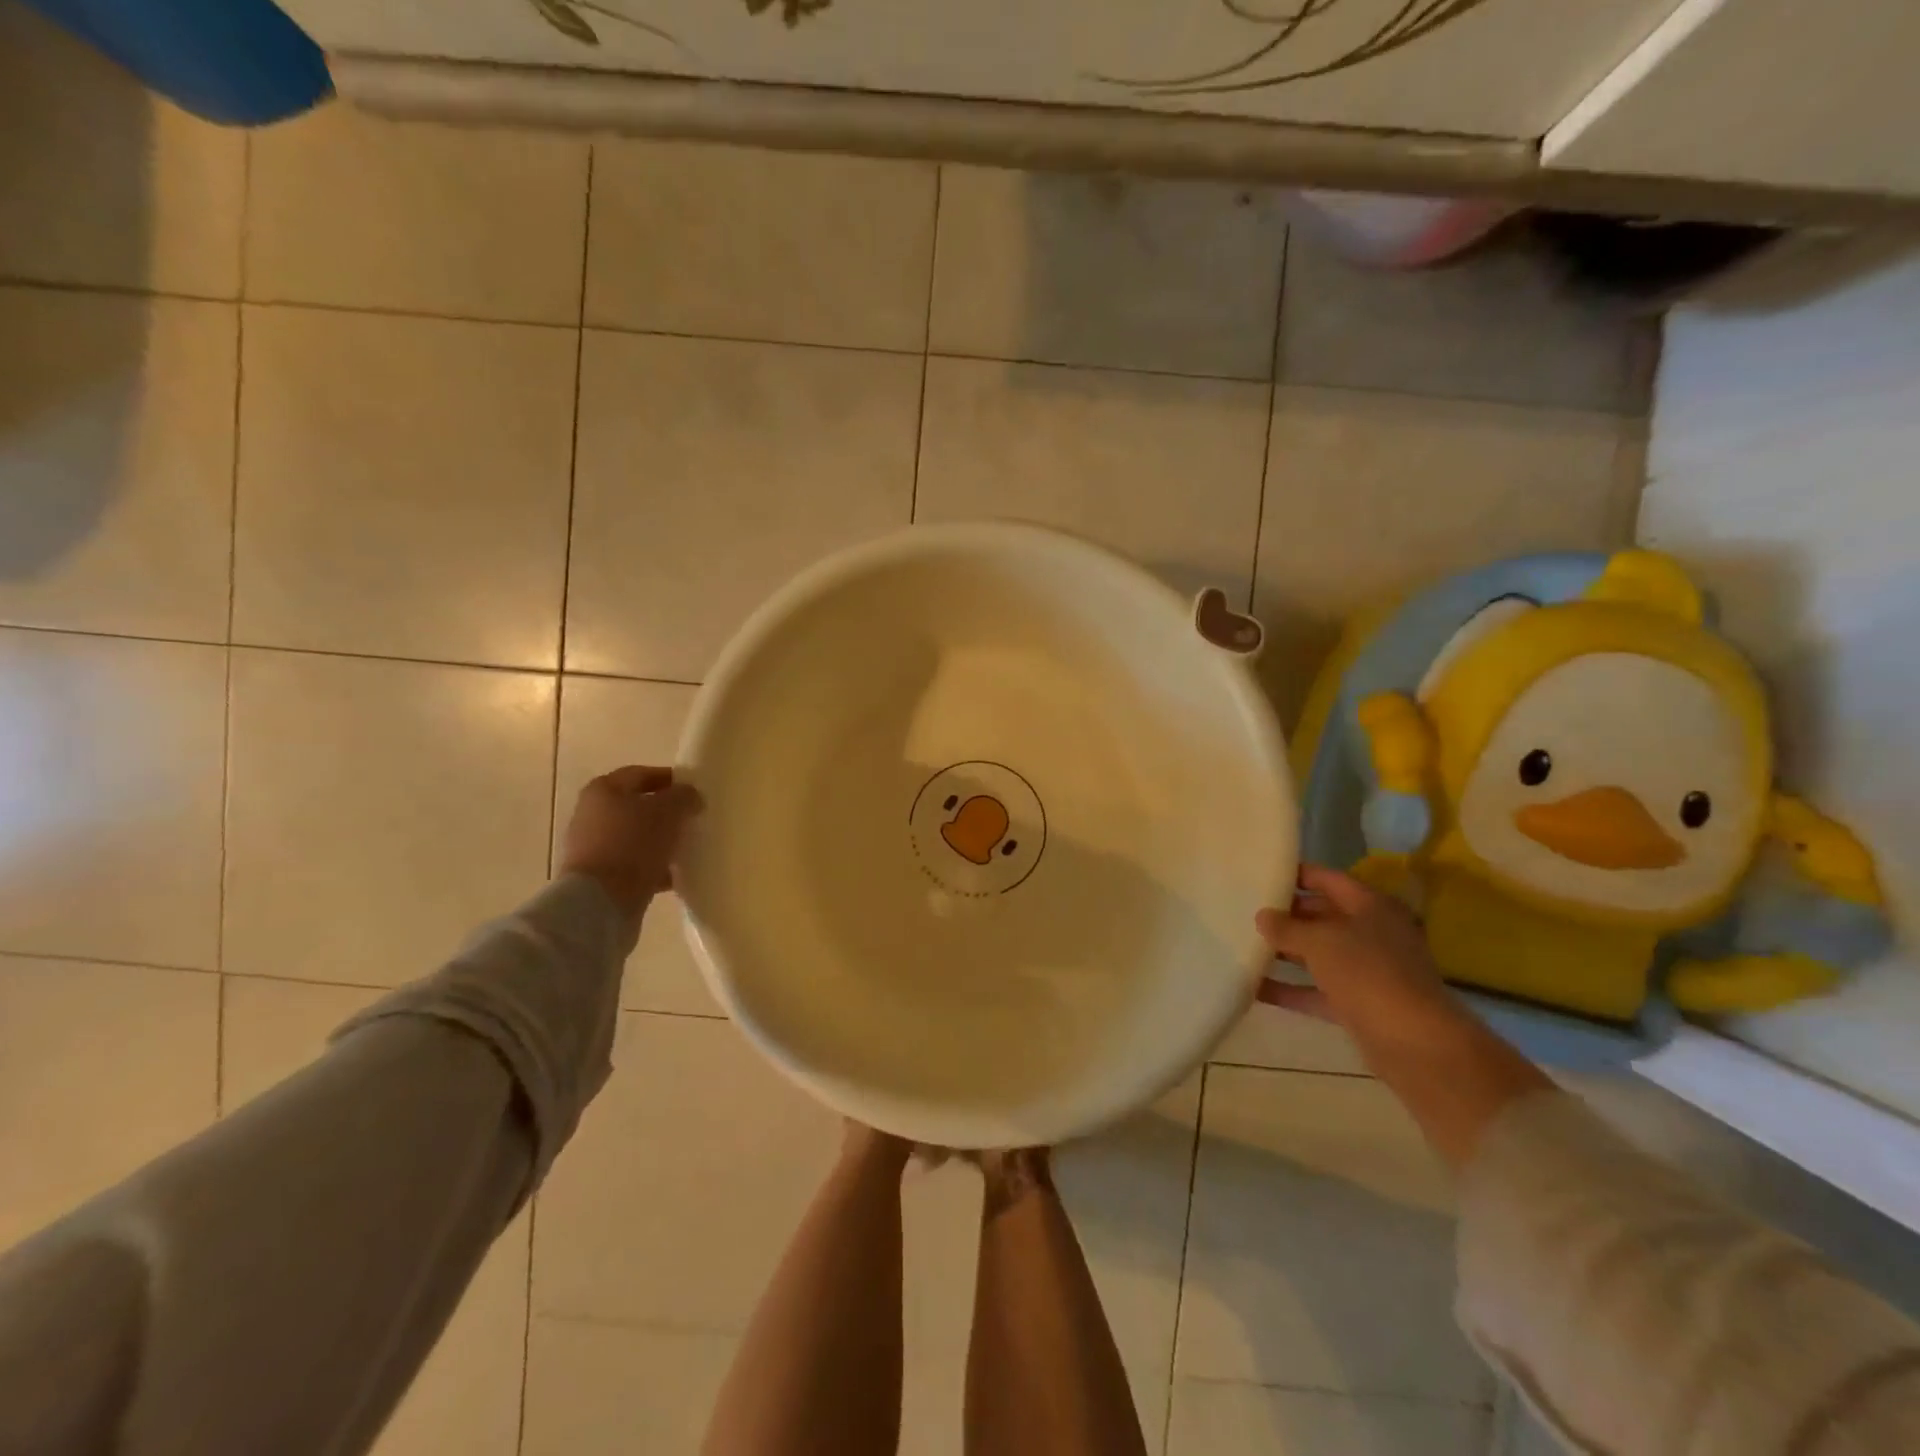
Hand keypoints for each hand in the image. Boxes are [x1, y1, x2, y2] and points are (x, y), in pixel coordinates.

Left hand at [559, 765, 701, 915]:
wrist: (600, 902)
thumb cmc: (633, 844)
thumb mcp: (668, 812)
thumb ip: (684, 797)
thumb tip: (690, 796)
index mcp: (604, 790)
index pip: (642, 774)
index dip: (671, 779)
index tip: (695, 790)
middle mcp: (592, 814)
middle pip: (637, 806)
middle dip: (666, 813)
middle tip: (694, 819)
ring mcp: (593, 847)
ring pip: (637, 837)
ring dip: (661, 841)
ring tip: (688, 848)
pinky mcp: (599, 877)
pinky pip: (633, 865)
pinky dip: (654, 867)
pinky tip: (676, 875)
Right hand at [1255, 864, 1464, 1060]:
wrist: (1414, 1042)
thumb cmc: (1368, 973)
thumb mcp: (1319, 941)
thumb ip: (1287, 927)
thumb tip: (1263, 916)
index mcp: (1371, 907)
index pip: (1329, 879)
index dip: (1298, 874)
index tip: (1263, 873)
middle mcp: (1373, 934)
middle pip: (1323, 916)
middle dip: (1288, 914)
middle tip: (1247, 910)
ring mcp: (1367, 971)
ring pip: (1320, 954)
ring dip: (1286, 952)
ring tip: (1244, 944)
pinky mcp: (1359, 1004)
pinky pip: (1317, 990)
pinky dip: (1290, 989)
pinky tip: (1254, 987)